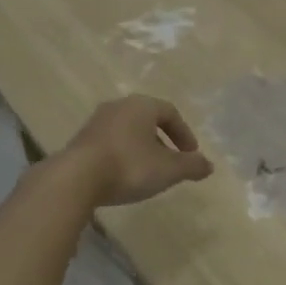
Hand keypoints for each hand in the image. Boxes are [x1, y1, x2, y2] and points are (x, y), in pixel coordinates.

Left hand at [58, 96, 213, 207]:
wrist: (77, 178)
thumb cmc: (129, 166)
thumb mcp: (169, 170)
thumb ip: (191, 166)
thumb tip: (208, 165)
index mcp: (141, 105)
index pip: (170, 112)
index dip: (184, 133)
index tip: (191, 155)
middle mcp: (118, 106)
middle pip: (147, 120)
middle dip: (163, 141)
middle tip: (171, 162)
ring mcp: (96, 122)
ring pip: (128, 131)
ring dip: (142, 148)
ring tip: (148, 172)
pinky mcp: (81, 140)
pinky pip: (110, 143)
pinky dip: (123, 155)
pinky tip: (124, 176)